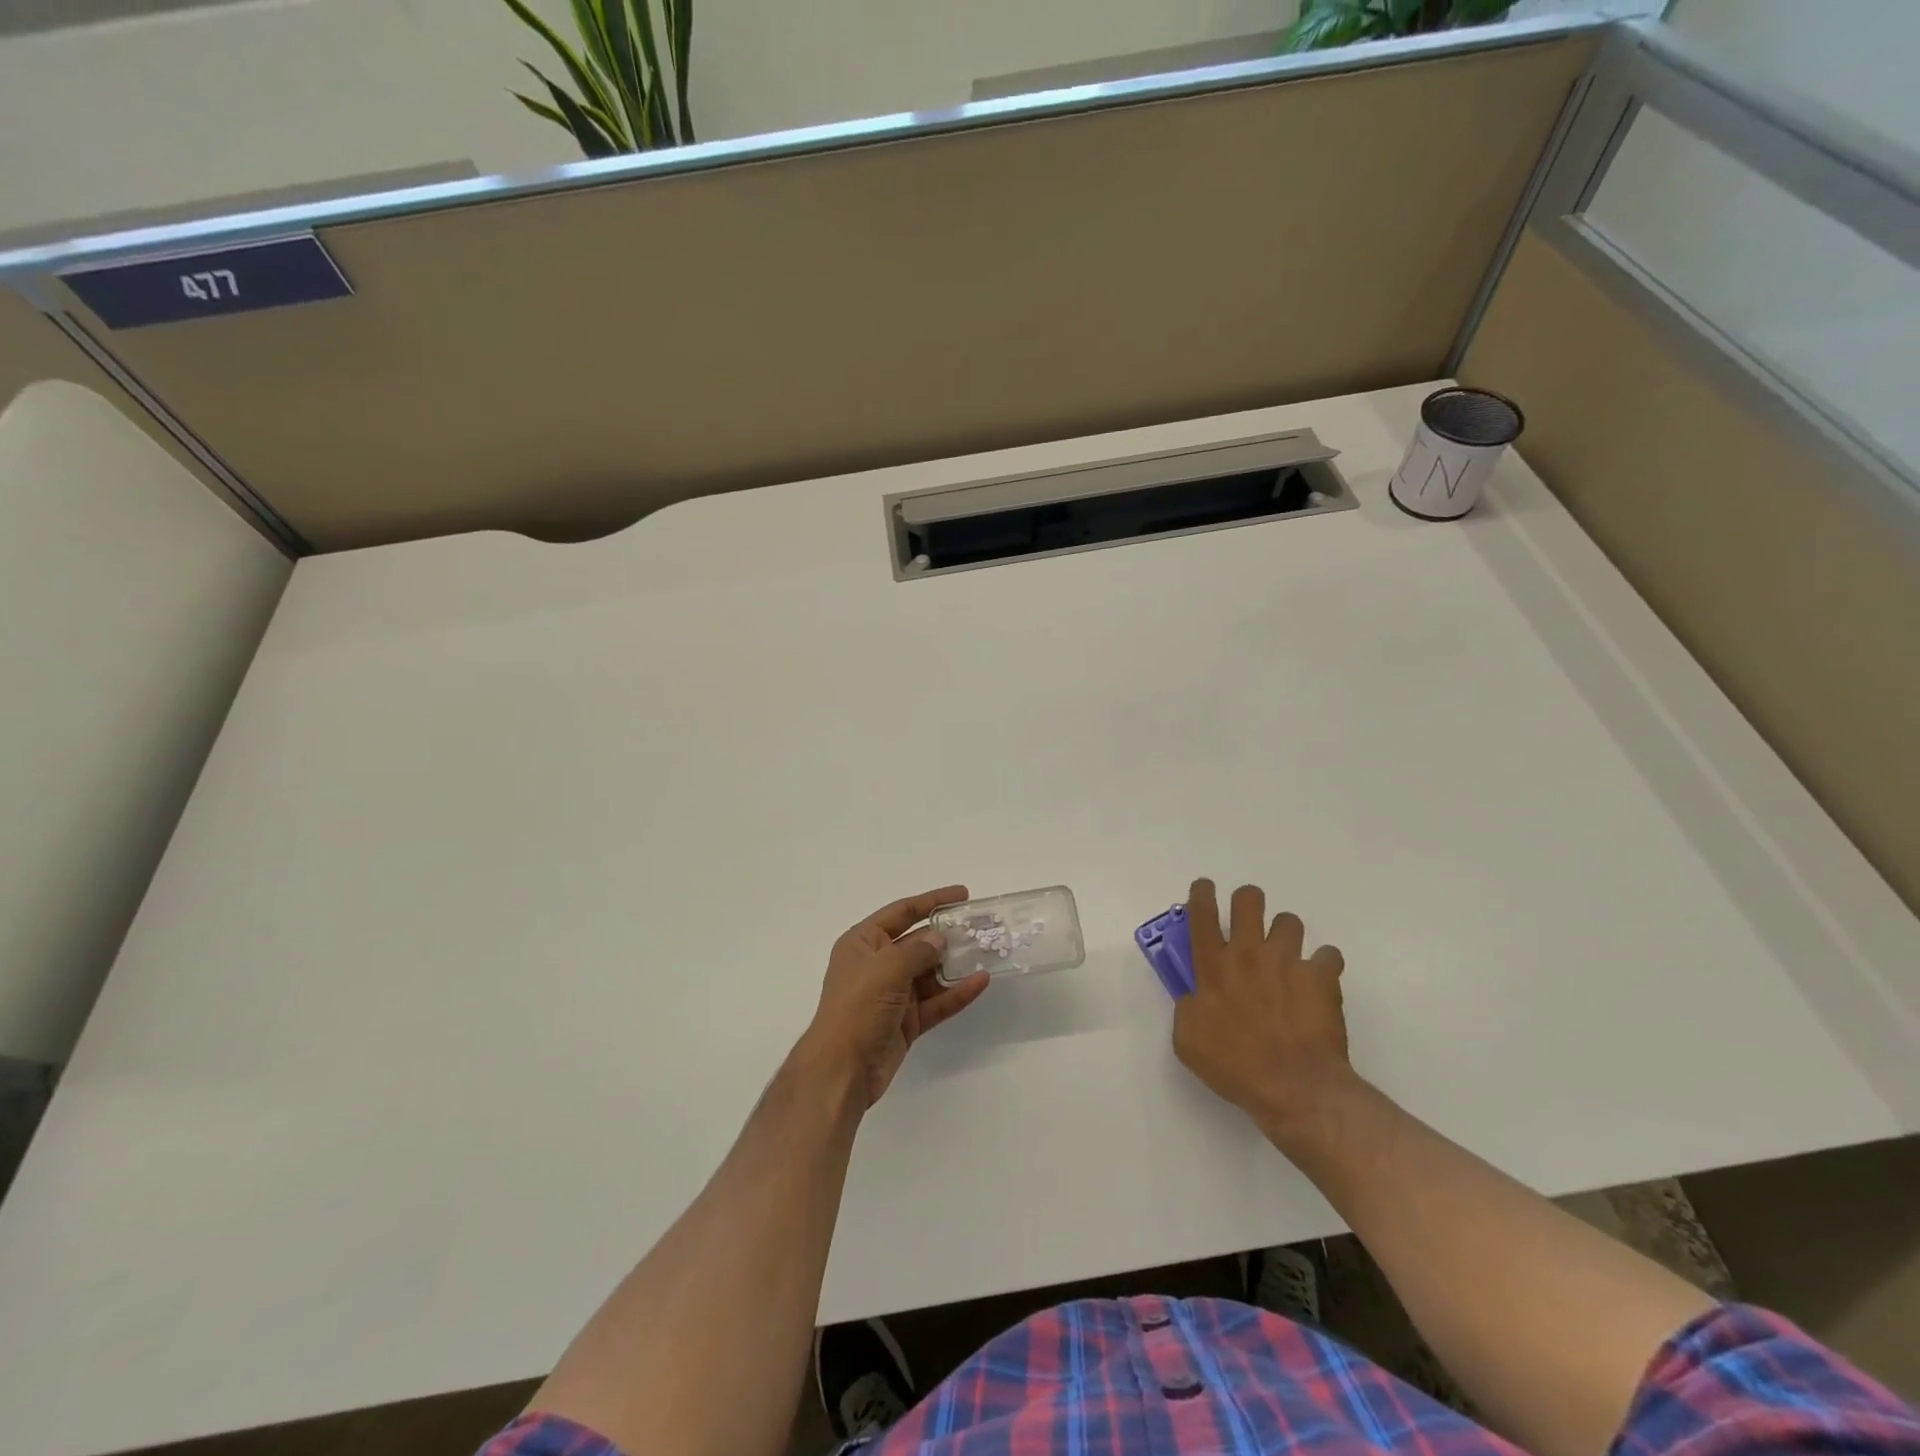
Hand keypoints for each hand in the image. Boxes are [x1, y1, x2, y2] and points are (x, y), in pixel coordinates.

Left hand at [803, 886, 991, 1107]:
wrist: (842, 1070)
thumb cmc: (857, 1008)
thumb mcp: (886, 969)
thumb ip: (918, 951)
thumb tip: (939, 939)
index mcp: (863, 943)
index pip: (901, 912)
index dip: (931, 901)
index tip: (962, 895)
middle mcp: (878, 964)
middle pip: (919, 942)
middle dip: (949, 935)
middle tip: (982, 928)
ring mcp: (893, 994)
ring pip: (931, 973)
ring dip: (957, 964)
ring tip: (988, 952)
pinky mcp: (907, 1021)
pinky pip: (936, 1001)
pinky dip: (957, 992)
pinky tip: (981, 982)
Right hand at [1172, 879, 1354, 1141]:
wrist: (1295, 1088)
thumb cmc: (1235, 1068)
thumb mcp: (1188, 1042)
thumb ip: (1187, 1009)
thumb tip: (1194, 996)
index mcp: (1212, 968)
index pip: (1202, 915)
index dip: (1202, 894)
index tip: (1204, 888)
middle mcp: (1248, 954)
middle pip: (1248, 901)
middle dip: (1248, 901)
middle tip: (1249, 920)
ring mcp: (1288, 962)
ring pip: (1289, 921)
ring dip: (1285, 935)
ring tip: (1287, 956)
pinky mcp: (1321, 977)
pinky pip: (1328, 955)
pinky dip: (1323, 965)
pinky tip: (1319, 982)